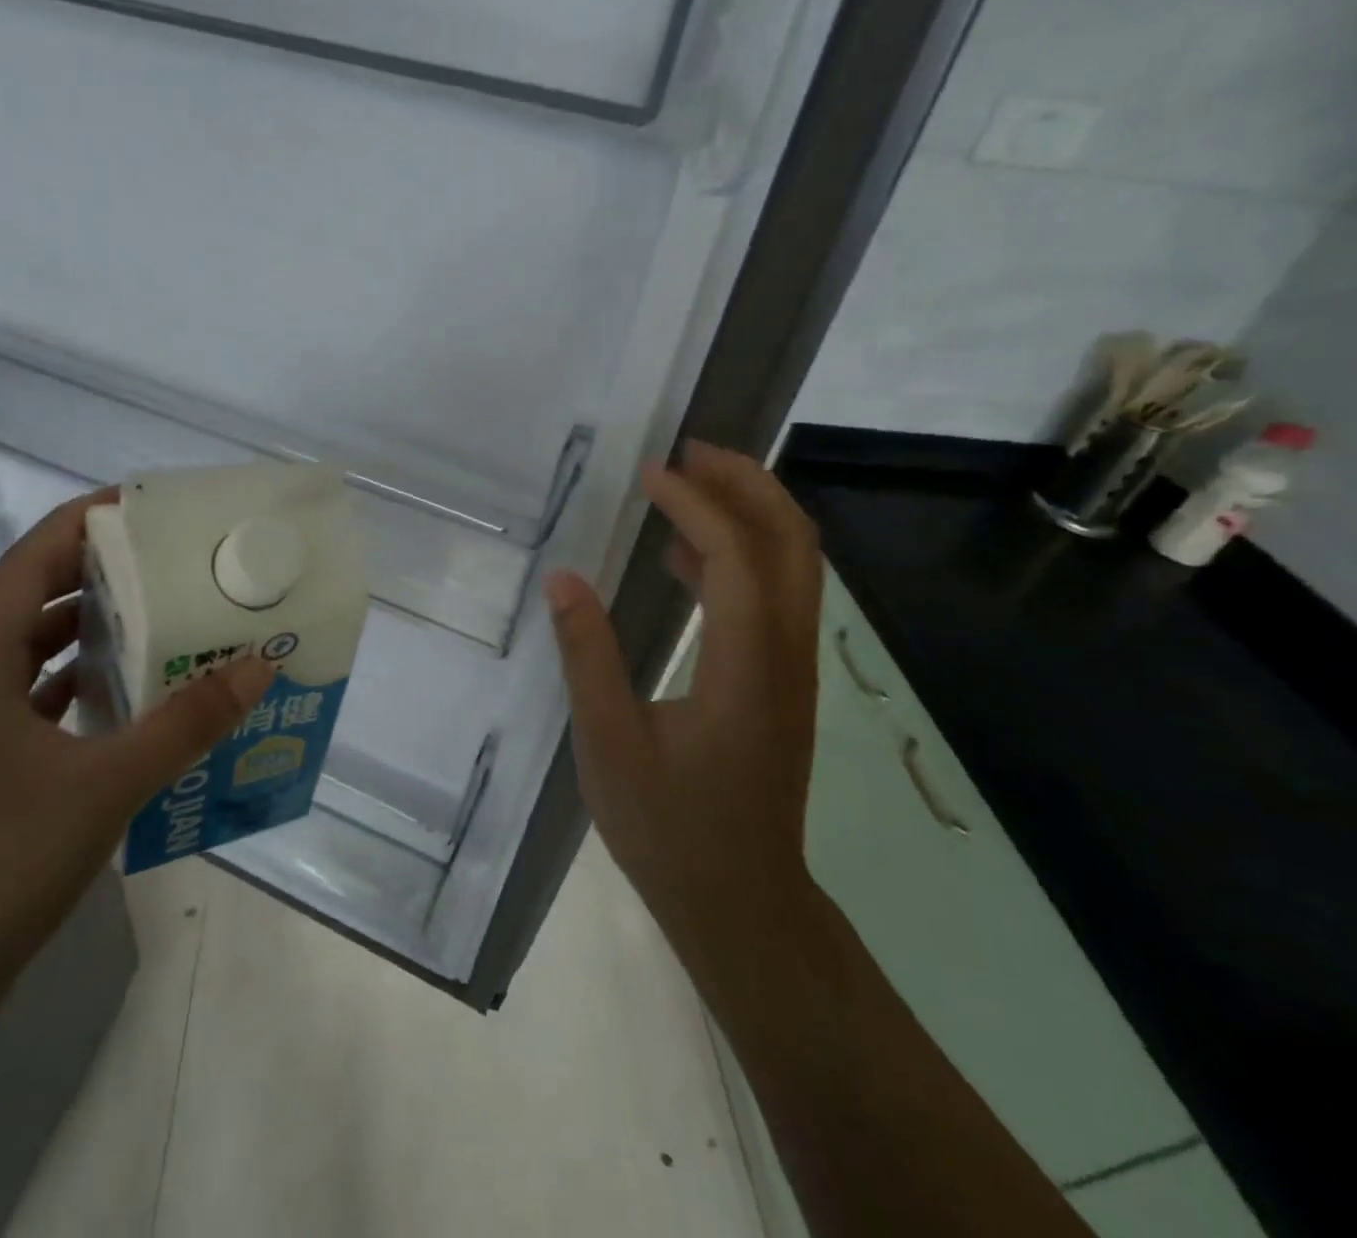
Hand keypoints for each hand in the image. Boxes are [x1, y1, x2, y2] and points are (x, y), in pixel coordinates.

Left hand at [0, 491, 273, 1001]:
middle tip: (165, 556)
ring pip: (36, 648)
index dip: (79, 524)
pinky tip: (131, 687)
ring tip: (159, 610)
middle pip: (33, 599)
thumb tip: (258, 665)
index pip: (27, 564)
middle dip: (96, 570)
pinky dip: (83, 676)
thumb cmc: (6, 859)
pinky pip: (38, 692)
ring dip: (91, 625)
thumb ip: (189, 722)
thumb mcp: (110, 784)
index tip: (140, 505)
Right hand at [545, 441, 822, 951]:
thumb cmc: (669, 829)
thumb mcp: (609, 744)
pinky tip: (685, 558)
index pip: (736, 558)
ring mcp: (791, 670)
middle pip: (793, 542)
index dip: (696, 505)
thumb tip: (562, 579)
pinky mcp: (781, 683)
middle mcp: (785, 656)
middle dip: (747, 484)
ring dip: (749, 513)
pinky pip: (773, 596)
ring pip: (794, 565)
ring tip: (686, 485)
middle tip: (688, 452)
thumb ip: (588, 655)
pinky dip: (739, 557)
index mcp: (746, 669)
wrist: (741, 903)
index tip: (648, 475)